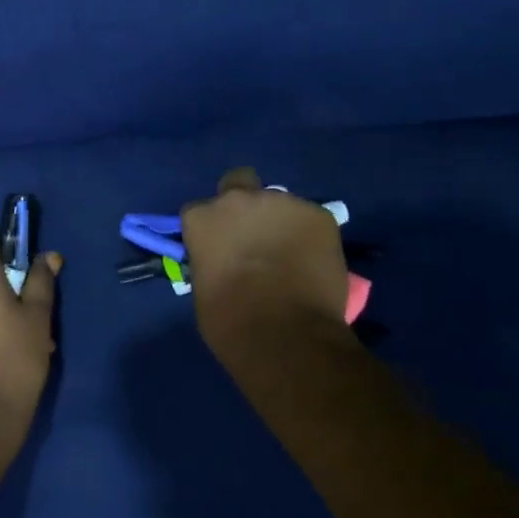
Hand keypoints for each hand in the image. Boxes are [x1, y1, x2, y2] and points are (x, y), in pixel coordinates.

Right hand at [179, 168, 350, 345]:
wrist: (285, 334)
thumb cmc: (229, 319)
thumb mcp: (203, 284)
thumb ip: (211, 258)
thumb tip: (224, 260)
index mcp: (202, 217)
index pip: (198, 211)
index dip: (209, 228)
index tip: (217, 247)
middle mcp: (239, 199)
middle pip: (238, 183)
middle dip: (243, 205)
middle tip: (252, 235)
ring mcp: (282, 203)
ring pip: (278, 203)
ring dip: (278, 220)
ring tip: (288, 251)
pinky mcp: (320, 215)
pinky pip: (310, 218)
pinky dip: (308, 233)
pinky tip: (312, 259)